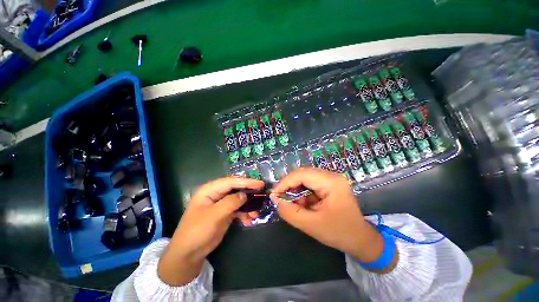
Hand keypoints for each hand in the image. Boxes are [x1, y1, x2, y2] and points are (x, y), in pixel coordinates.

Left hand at [158, 177, 264, 285]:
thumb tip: (245, 195)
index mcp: (210, 190)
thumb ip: (230, 203)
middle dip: (249, 192)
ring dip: (248, 205)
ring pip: (238, 199)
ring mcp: (221, 204)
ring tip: (256, 212)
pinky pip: (238, 209)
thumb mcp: (213, 216)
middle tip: (262, 193)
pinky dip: (244, 213)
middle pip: (236, 188)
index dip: (246, 182)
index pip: (231, 181)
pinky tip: (249, 220)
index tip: (260, 184)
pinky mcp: (225, 213)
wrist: (188, 254)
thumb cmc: (197, 231)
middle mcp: (216, 194)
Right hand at [270, 168, 391, 267]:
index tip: (274, 194)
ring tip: (292, 204)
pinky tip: (301, 204)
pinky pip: (310, 184)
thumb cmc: (338, 233)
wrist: (360, 240)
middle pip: (303, 174)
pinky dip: (302, 193)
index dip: (285, 182)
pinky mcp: (329, 184)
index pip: (302, 174)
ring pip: (305, 178)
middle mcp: (331, 176)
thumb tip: (274, 198)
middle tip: (280, 198)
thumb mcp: (310, 225)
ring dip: (295, 190)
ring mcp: (331, 179)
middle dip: (289, 186)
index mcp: (331, 182)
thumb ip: (289, 212)